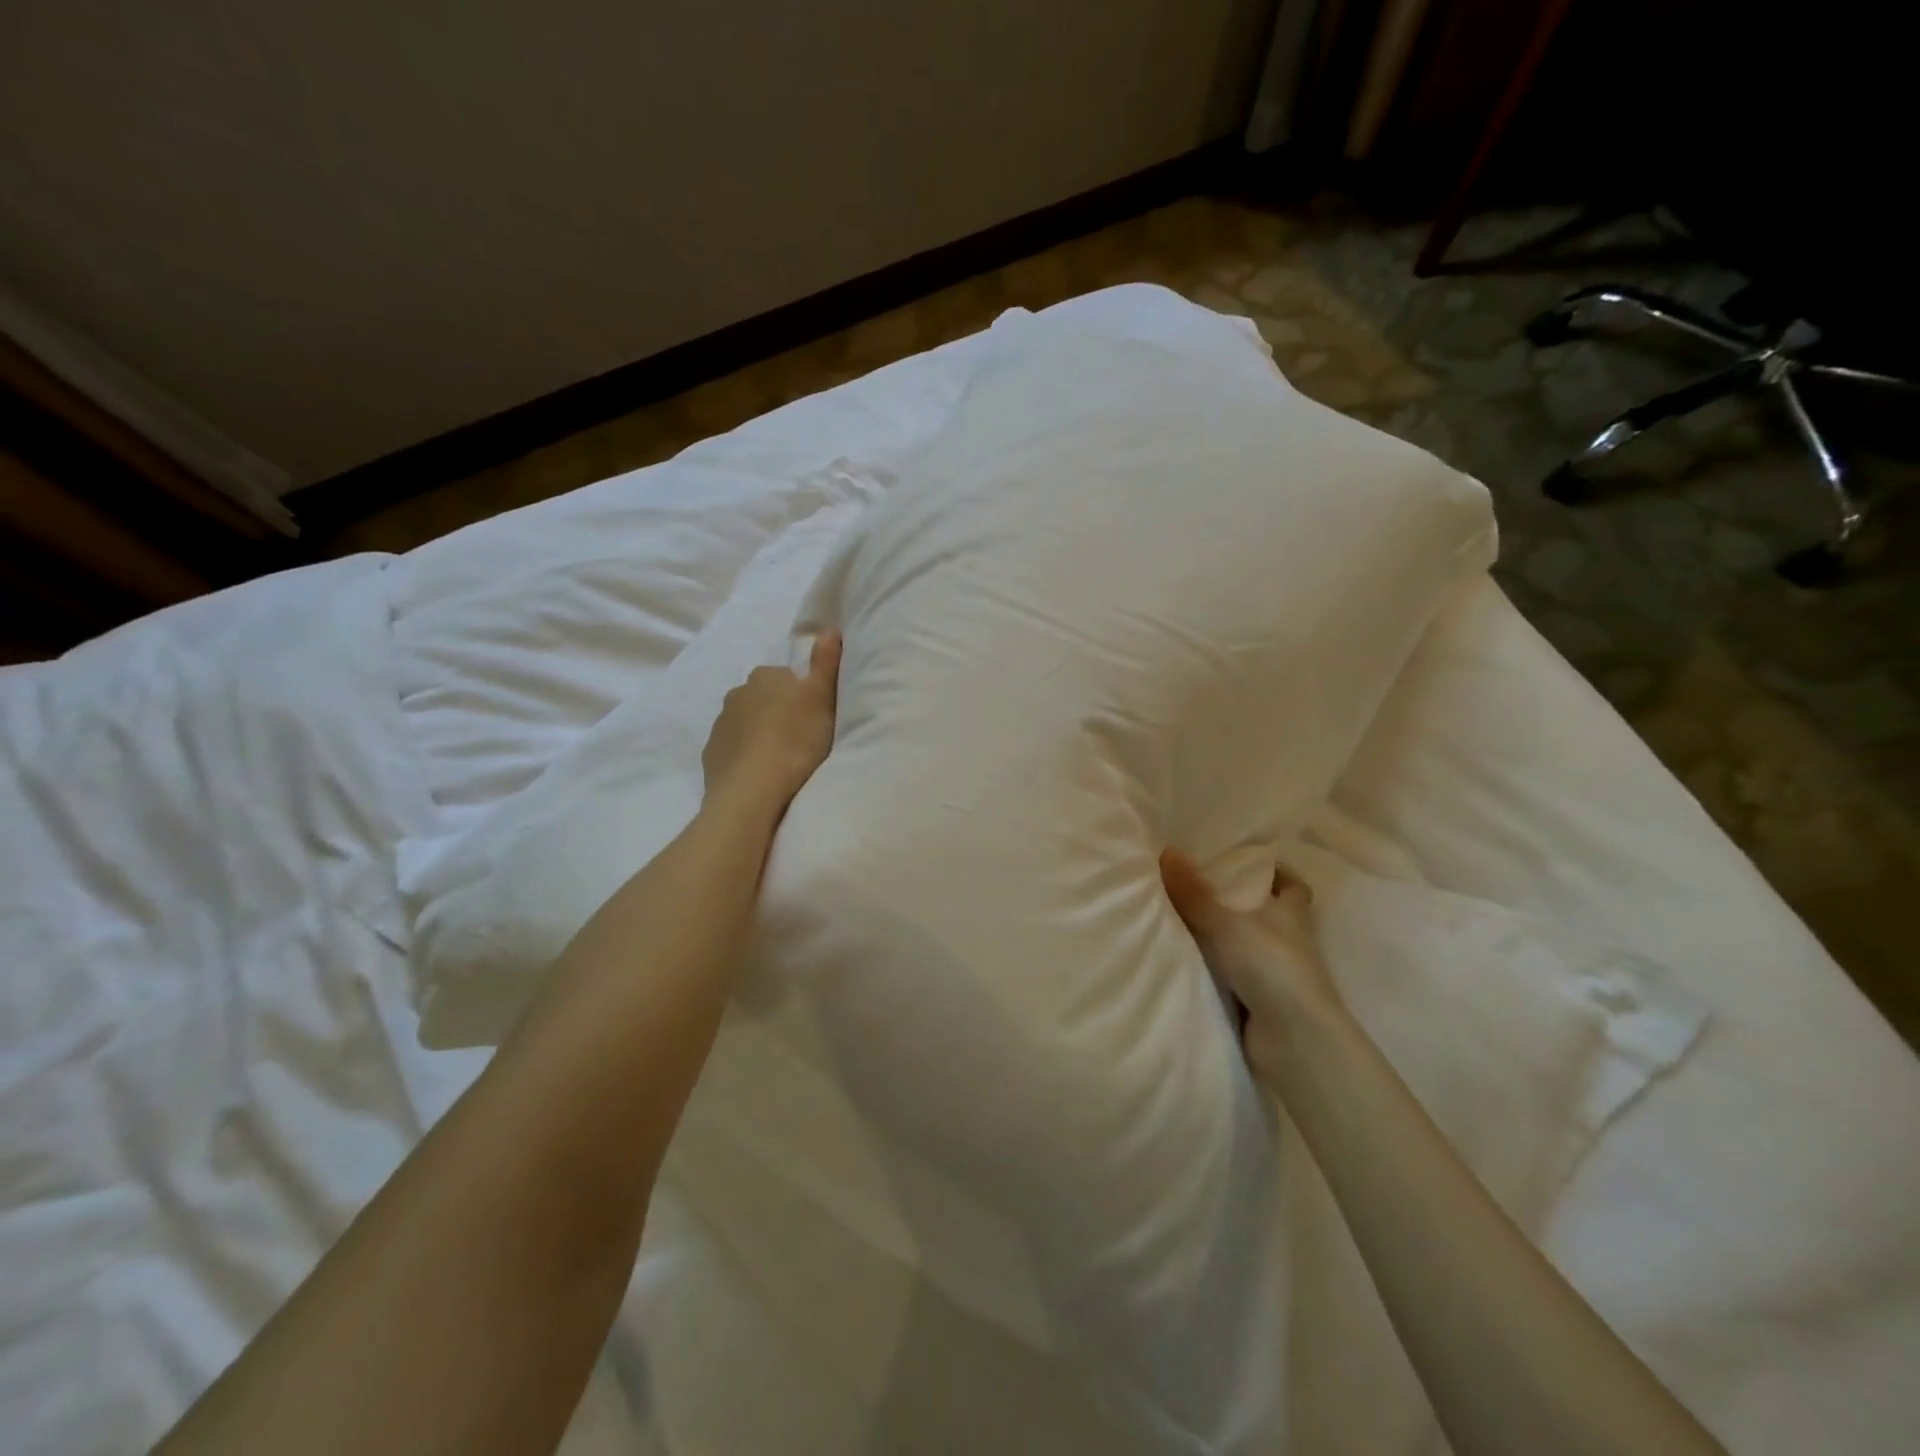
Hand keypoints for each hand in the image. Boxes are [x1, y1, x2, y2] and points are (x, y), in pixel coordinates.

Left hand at [702, 632, 842, 817]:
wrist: (752, 789)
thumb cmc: (795, 740)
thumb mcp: (822, 698)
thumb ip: (826, 662)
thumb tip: (830, 628)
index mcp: (766, 675)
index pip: (787, 676)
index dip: (802, 695)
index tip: (814, 717)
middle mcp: (738, 692)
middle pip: (764, 697)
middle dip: (778, 712)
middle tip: (801, 738)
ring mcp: (721, 723)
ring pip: (747, 722)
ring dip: (761, 733)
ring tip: (781, 758)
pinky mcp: (712, 753)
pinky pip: (733, 747)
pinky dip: (745, 755)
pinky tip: (761, 772)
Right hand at [1160, 849, 1342, 1086]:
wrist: (1292, 1040)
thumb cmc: (1270, 966)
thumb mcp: (1225, 923)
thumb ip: (1194, 893)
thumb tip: (1166, 851)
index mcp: (1291, 914)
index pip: (1292, 886)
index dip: (1275, 873)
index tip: (1245, 862)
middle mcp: (1288, 940)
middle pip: (1265, 914)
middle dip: (1237, 902)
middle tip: (1196, 885)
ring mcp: (1274, 973)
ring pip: (1245, 945)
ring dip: (1221, 936)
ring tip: (1177, 916)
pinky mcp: (1260, 1001)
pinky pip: (1231, 974)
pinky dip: (1213, 967)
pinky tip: (1183, 957)